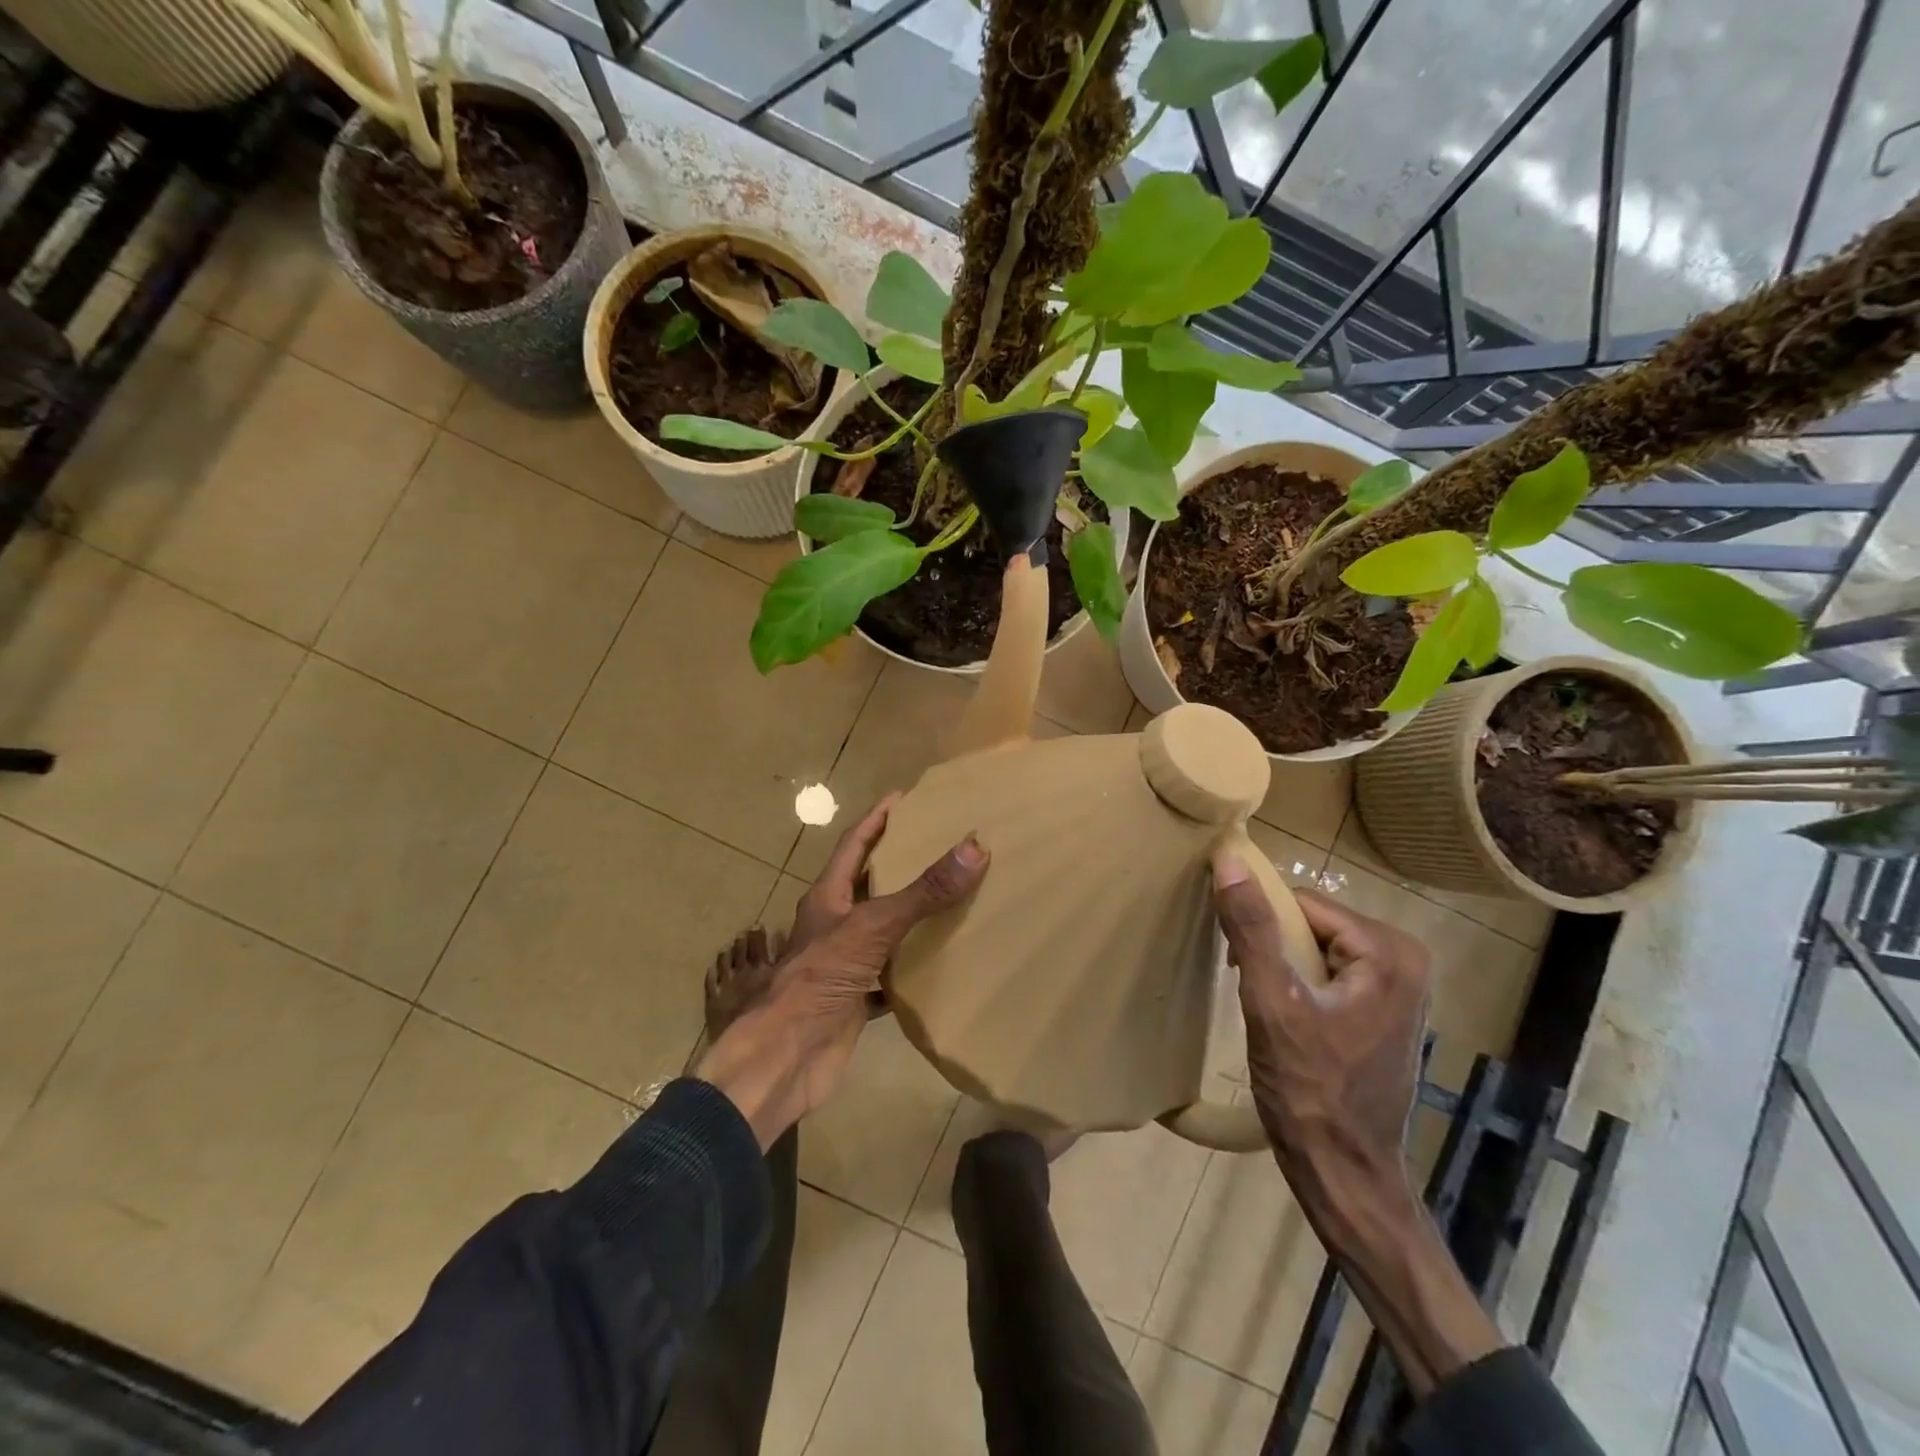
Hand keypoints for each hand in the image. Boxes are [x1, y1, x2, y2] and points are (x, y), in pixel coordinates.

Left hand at [697, 797, 986, 1147]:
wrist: (786, 1057)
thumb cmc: (820, 978)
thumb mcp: (874, 926)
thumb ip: (923, 891)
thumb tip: (974, 848)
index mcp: (828, 896)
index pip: (854, 843)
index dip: (878, 818)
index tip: (907, 798)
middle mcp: (835, 924)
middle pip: (869, 883)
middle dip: (901, 863)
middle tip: (943, 845)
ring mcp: (845, 962)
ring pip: (884, 929)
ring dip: (912, 915)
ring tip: (954, 895)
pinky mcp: (858, 997)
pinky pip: (895, 973)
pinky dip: (919, 965)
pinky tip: (947, 959)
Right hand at [1212, 855, 1428, 1197]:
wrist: (1345, 1173)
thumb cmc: (1309, 1090)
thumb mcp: (1271, 1002)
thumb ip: (1252, 928)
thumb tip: (1230, 860)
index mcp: (1388, 951)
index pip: (1303, 904)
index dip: (1262, 925)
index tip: (1237, 965)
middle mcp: (1405, 959)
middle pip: (1312, 924)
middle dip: (1273, 947)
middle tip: (1251, 989)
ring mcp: (1400, 987)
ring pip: (1317, 946)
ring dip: (1282, 966)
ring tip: (1267, 1008)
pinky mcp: (1386, 1009)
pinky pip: (1330, 971)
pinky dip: (1300, 984)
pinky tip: (1287, 1020)